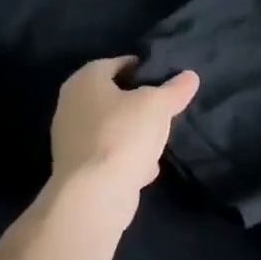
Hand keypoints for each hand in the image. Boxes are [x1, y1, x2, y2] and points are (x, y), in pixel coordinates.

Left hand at [47, 56, 198, 221]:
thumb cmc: (123, 135)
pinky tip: (146, 166)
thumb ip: (175, 89)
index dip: (145, 68)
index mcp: (85, 80)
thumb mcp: (158, 105)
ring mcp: (70, 139)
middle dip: (140, 103)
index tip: (167, 80)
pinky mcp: (77, 168)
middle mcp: (71, 105)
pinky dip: (126, 157)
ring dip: (134, 132)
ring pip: (112, 127)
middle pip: (114, 96)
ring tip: (160, 138)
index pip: (119, 63)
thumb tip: (190, 76)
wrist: (94, 196)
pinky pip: (108, 153)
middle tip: (166, 108)